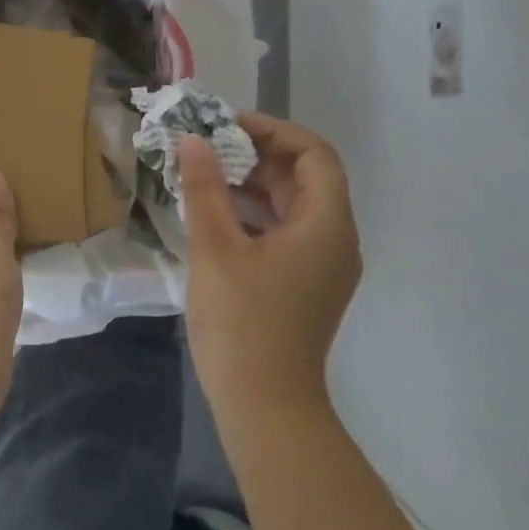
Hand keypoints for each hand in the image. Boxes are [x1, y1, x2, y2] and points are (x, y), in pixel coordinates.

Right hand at [179, 113, 361, 412]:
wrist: (264, 404)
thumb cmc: (242, 321)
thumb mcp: (215, 248)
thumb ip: (204, 189)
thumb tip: (193, 140)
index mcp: (326, 224)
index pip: (314, 154)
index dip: (273, 131)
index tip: (227, 125)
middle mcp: (335, 240)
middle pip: (305, 178)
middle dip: (257, 155)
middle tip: (209, 146)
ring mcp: (322, 266)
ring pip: (293, 206)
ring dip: (253, 184)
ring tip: (206, 174)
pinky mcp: (305, 285)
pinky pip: (285, 233)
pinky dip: (254, 215)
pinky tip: (215, 216)